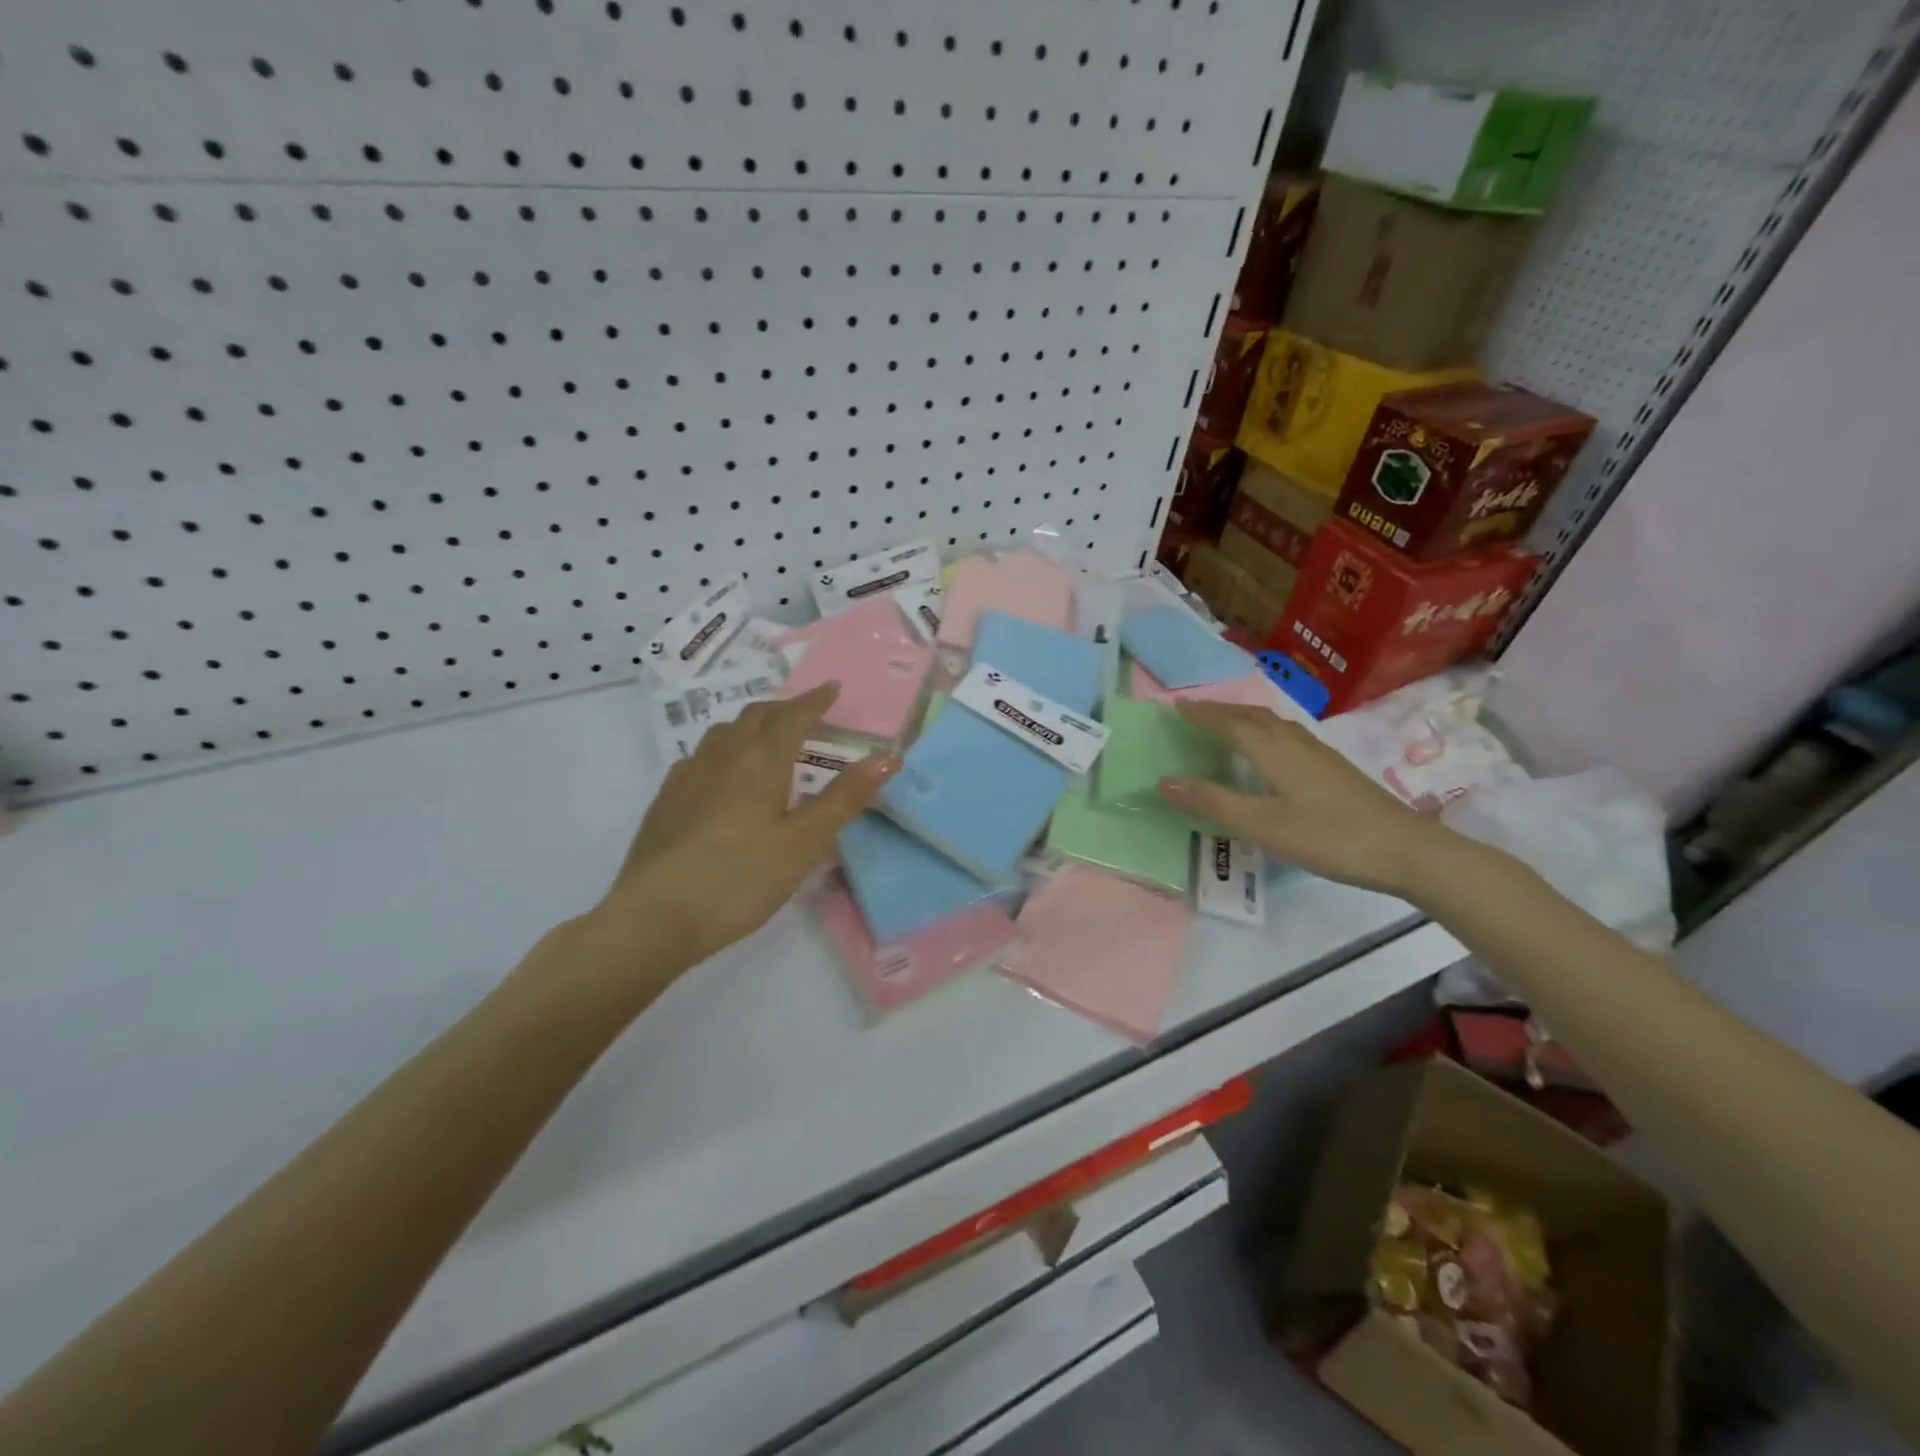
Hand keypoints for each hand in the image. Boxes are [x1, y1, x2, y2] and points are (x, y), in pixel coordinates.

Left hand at [587, 683, 899, 974]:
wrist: (655, 917)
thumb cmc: (740, 878)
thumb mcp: (804, 843)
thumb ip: (845, 798)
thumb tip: (888, 757)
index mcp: (759, 761)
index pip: (792, 717)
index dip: (815, 701)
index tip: (832, 688)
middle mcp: (721, 757)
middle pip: (755, 717)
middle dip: (784, 709)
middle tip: (805, 713)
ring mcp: (686, 777)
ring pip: (723, 734)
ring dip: (751, 726)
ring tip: (766, 738)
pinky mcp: (665, 802)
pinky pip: (700, 758)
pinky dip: (723, 751)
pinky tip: (722, 777)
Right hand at [1157, 702, 1451, 896]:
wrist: (1408, 850)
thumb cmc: (1330, 837)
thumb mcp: (1263, 825)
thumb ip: (1213, 803)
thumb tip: (1163, 780)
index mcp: (1275, 752)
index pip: (1231, 725)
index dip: (1203, 715)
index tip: (1177, 705)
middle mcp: (1296, 744)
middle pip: (1254, 717)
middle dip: (1222, 711)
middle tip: (1196, 710)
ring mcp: (1321, 755)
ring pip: (1275, 724)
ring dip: (1246, 718)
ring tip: (1228, 722)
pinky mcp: (1336, 770)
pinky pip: (1290, 736)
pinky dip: (1268, 731)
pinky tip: (1274, 750)